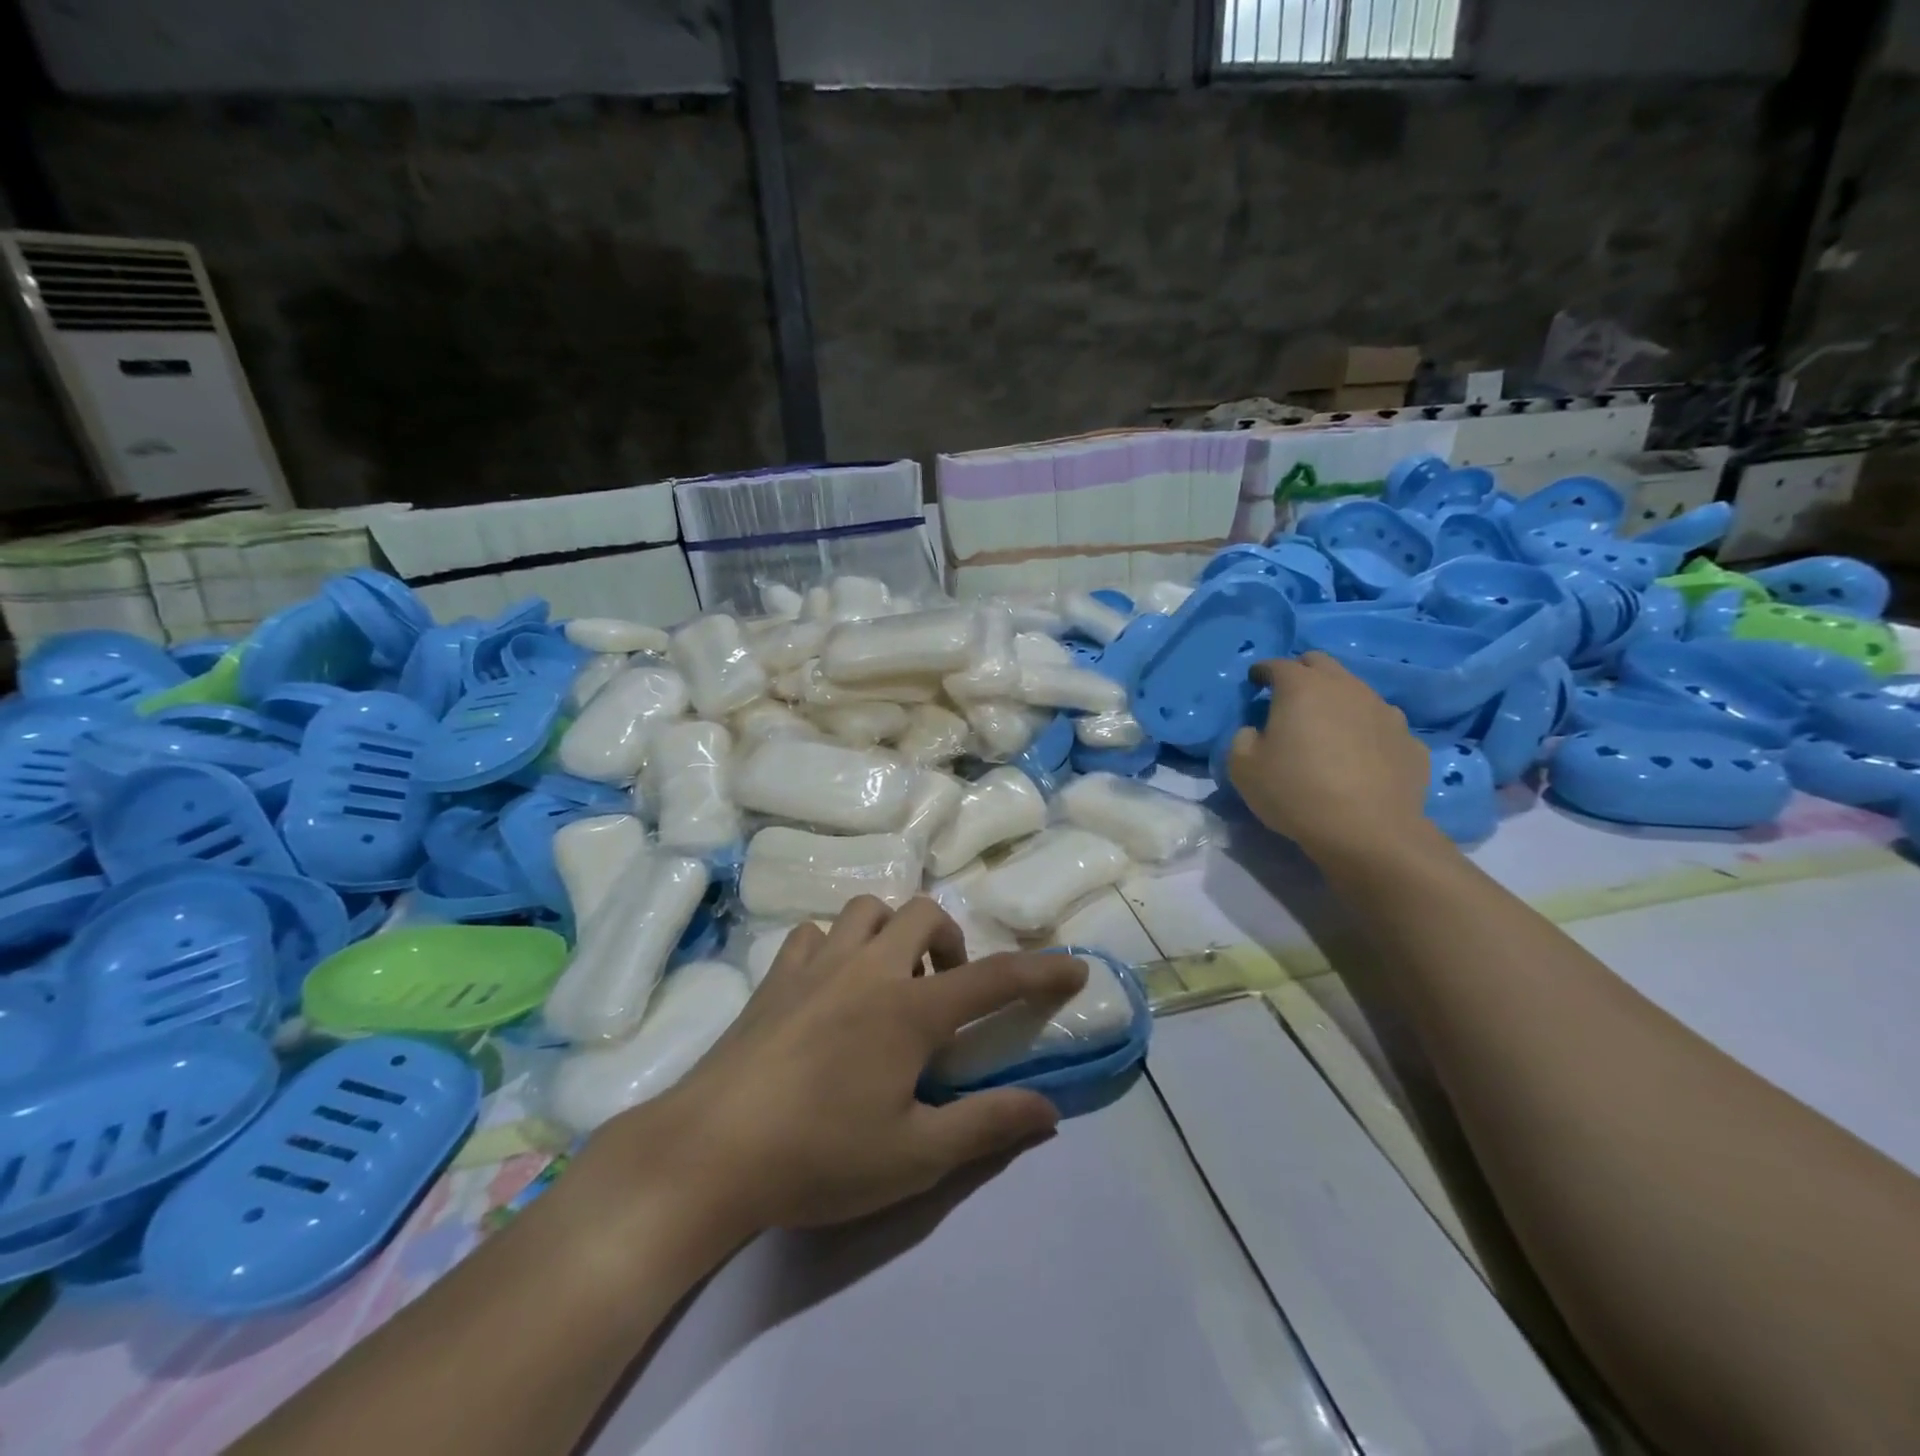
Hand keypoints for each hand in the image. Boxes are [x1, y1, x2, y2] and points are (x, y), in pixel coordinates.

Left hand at [578, 897, 1087, 1246]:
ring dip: (892, 932)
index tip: (1075, 968)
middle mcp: (868, 969)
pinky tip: (830, 986)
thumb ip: (986, 1126)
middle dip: (950, 941)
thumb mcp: (915, 1157)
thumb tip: (1047, 1111)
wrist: (709, 1152)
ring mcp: (816, 964)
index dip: (1041, 971)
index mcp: (909, 1009)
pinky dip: (835, 946)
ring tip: (889, 980)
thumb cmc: (818, 1156)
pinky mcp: (775, 976)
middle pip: (925, 914)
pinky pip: (814, 934)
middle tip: (943, 991)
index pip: (993, 978)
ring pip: (867, 909)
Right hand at [1227, 652, 1430, 864]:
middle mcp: (1346, 688)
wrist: (1369, 832)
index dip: (1262, 671)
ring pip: (1356, 691)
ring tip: (1327, 729)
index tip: (1255, 682)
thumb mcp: (1243, 768)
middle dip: (1302, 673)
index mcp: (1302, 688)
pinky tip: (1360, 756)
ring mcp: (1385, 712)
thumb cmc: (1296, 792)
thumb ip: (1243, 739)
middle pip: (1321, 664)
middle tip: (1289, 697)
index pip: (1277, 665)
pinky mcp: (1410, 741)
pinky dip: (1366, 732)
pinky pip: (1381, 726)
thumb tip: (1256, 732)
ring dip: (1337, 701)